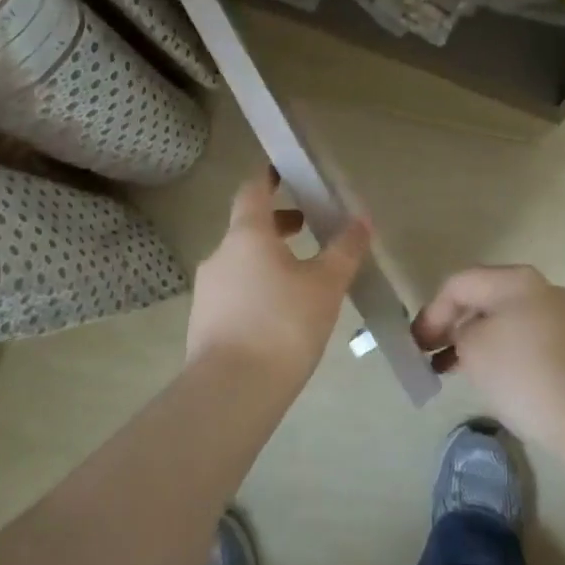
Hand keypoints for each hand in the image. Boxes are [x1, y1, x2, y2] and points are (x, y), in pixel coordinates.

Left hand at [186, 170, 369, 395]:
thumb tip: (362, 219)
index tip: (284, 171)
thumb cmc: (283, 325)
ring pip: (240, 262)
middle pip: (248, 227)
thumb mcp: (326, 285)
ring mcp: (207, 291)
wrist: (230, 393)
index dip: (268, 177)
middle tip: (307, 230)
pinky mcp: (203, 324)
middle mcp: (220, 254)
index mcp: (247, 234)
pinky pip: (233, 293)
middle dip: (278, 225)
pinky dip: (256, 290)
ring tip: (301, 280)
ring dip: (268, 260)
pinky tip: (280, 317)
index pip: (252, 190)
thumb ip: (344, 249)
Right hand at [413, 265, 564, 457]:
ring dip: (474, 339)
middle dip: (452, 323)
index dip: (432, 311)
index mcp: (515, 278)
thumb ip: (457, 331)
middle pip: (483, 297)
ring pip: (503, 319)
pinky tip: (488, 375)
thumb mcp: (474, 348)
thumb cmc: (524, 374)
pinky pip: (523, 338)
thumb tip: (464, 333)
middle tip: (429, 352)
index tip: (416, 343)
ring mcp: (559, 316)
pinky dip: (499, 351)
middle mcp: (539, 288)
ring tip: (451, 368)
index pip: (460, 283)